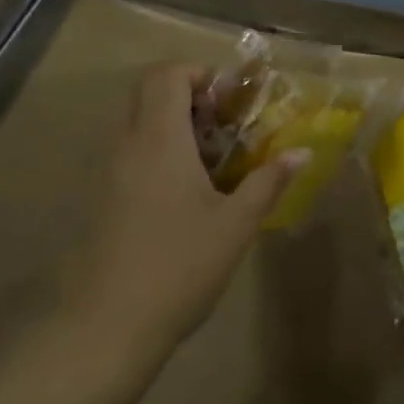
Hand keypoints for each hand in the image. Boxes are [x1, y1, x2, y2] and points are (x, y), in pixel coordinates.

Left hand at [73, 64, 308, 356]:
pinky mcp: (101, 199)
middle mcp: (129, 146)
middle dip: (186, 91)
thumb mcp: (236, 225)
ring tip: (210, 154)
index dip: (200, 74)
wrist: (106, 329)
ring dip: (171, 120)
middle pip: (147, 90)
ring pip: (135, 120)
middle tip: (222, 120)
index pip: (167, 75)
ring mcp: (109, 173)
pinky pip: (129, 150)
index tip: (230, 99)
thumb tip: (303, 151)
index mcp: (160, 141)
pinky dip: (156, 147)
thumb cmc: (179, 267)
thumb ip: (269, 181)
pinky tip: (185, 189)